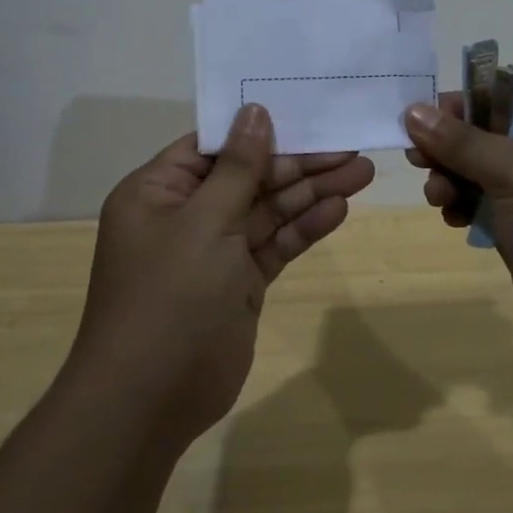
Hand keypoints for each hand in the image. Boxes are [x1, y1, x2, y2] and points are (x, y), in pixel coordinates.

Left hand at [75, 104, 374, 446]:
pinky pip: (273, 245)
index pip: (214, 146)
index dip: (258, 131)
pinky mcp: (238, 283)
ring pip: (267, 210)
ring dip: (310, 193)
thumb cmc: (170, 295)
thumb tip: (254, 112)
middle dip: (299, 164)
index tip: (305, 113)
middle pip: (248, 176)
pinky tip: (338, 210)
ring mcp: (214, 251)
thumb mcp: (205, 222)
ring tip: (361, 173)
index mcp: (158, 190)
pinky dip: (303, 228)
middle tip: (351, 148)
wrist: (151, 400)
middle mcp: (185, 214)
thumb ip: (239, 168)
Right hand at [402, 95, 512, 376]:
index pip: (510, 96)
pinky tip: (450, 218)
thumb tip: (413, 110)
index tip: (421, 117)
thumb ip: (463, 141)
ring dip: (454, 180)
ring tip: (436, 197)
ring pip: (486, 174)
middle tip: (417, 159)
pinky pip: (489, 208)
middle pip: (492, 136)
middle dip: (453, 148)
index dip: (465, 103)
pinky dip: (466, 208)